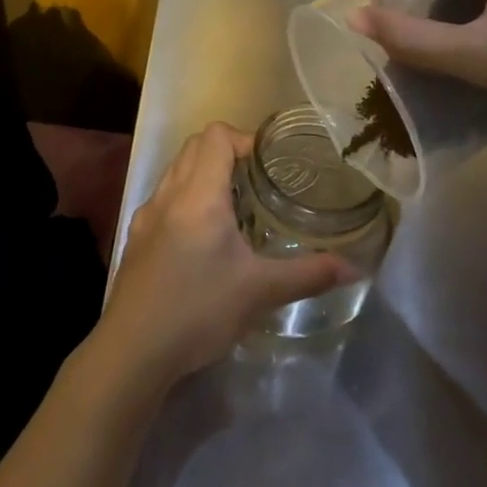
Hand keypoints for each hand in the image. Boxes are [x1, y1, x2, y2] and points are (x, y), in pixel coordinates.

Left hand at [95, 123, 354, 386]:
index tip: (268, 165)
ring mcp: (147, 215)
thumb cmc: (198, 310)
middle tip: (258, 182)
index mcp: (198, 194)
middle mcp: (169, 194)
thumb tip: (354, 268)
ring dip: (204, 175)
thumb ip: (308, 274)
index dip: (244, 140)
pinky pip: (164, 199)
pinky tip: (203, 240)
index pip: (215, 135)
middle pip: (194, 146)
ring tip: (235, 209)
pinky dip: (185, 200)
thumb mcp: (260, 292)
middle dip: (227, 153)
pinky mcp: (136, 238)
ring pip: (176, 171)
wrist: (133, 350)